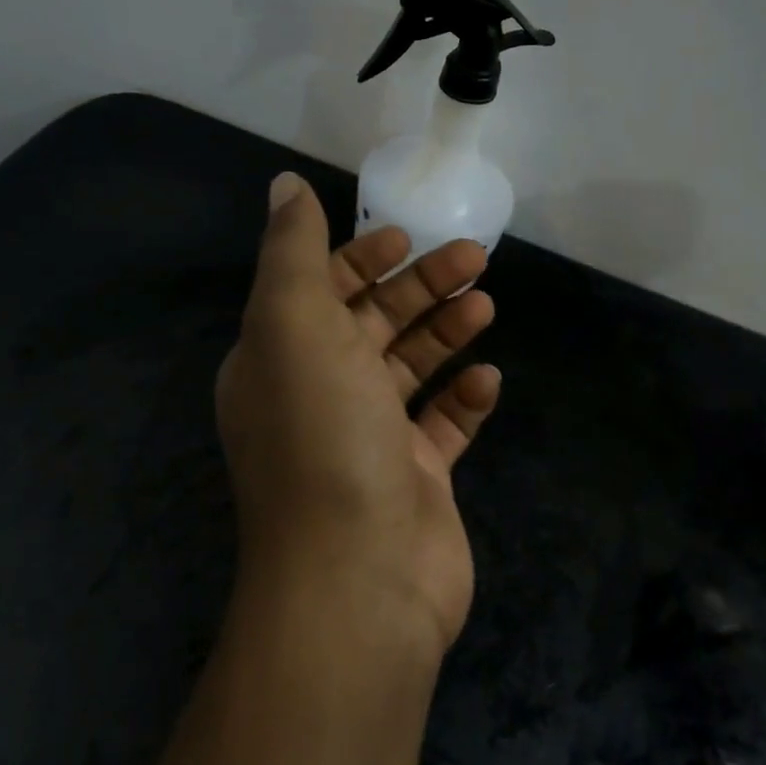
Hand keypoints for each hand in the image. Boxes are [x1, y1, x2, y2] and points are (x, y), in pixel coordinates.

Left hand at [216, 172, 499, 656]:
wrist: (358, 579)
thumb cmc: (323, 436)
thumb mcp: (293, 324)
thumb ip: (290, 251)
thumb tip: (283, 185)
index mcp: (279, 359)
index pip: (318, 291)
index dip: (359, 259)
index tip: (405, 239)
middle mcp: (318, 396)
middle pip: (372, 323)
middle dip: (419, 286)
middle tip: (473, 258)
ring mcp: (368, 441)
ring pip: (410, 368)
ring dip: (445, 332)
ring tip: (485, 305)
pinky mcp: (414, 479)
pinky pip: (442, 427)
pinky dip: (463, 399)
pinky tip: (486, 380)